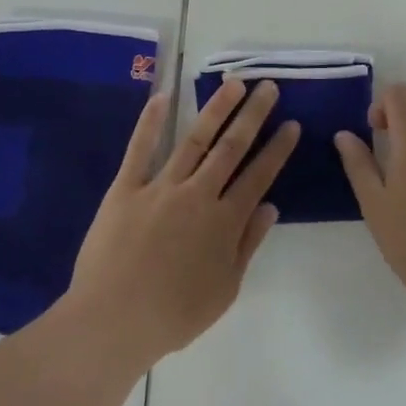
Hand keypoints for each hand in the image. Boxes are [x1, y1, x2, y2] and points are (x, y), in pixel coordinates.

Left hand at [67, 79, 297, 364]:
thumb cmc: (173, 315)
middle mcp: (197, 195)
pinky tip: (161, 96)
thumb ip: (247, 244)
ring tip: (233, 84)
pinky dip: (150, 121)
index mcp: (224, 222)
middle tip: (268, 87)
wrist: (114, 321)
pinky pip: (140, 149)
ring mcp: (160, 187)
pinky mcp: (126, 188)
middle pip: (231, 148)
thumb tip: (271, 207)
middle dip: (253, 116)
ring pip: (194, 140)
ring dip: (216, 109)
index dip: (277, 149)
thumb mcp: (224, 290)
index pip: (258, 177)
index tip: (291, 124)